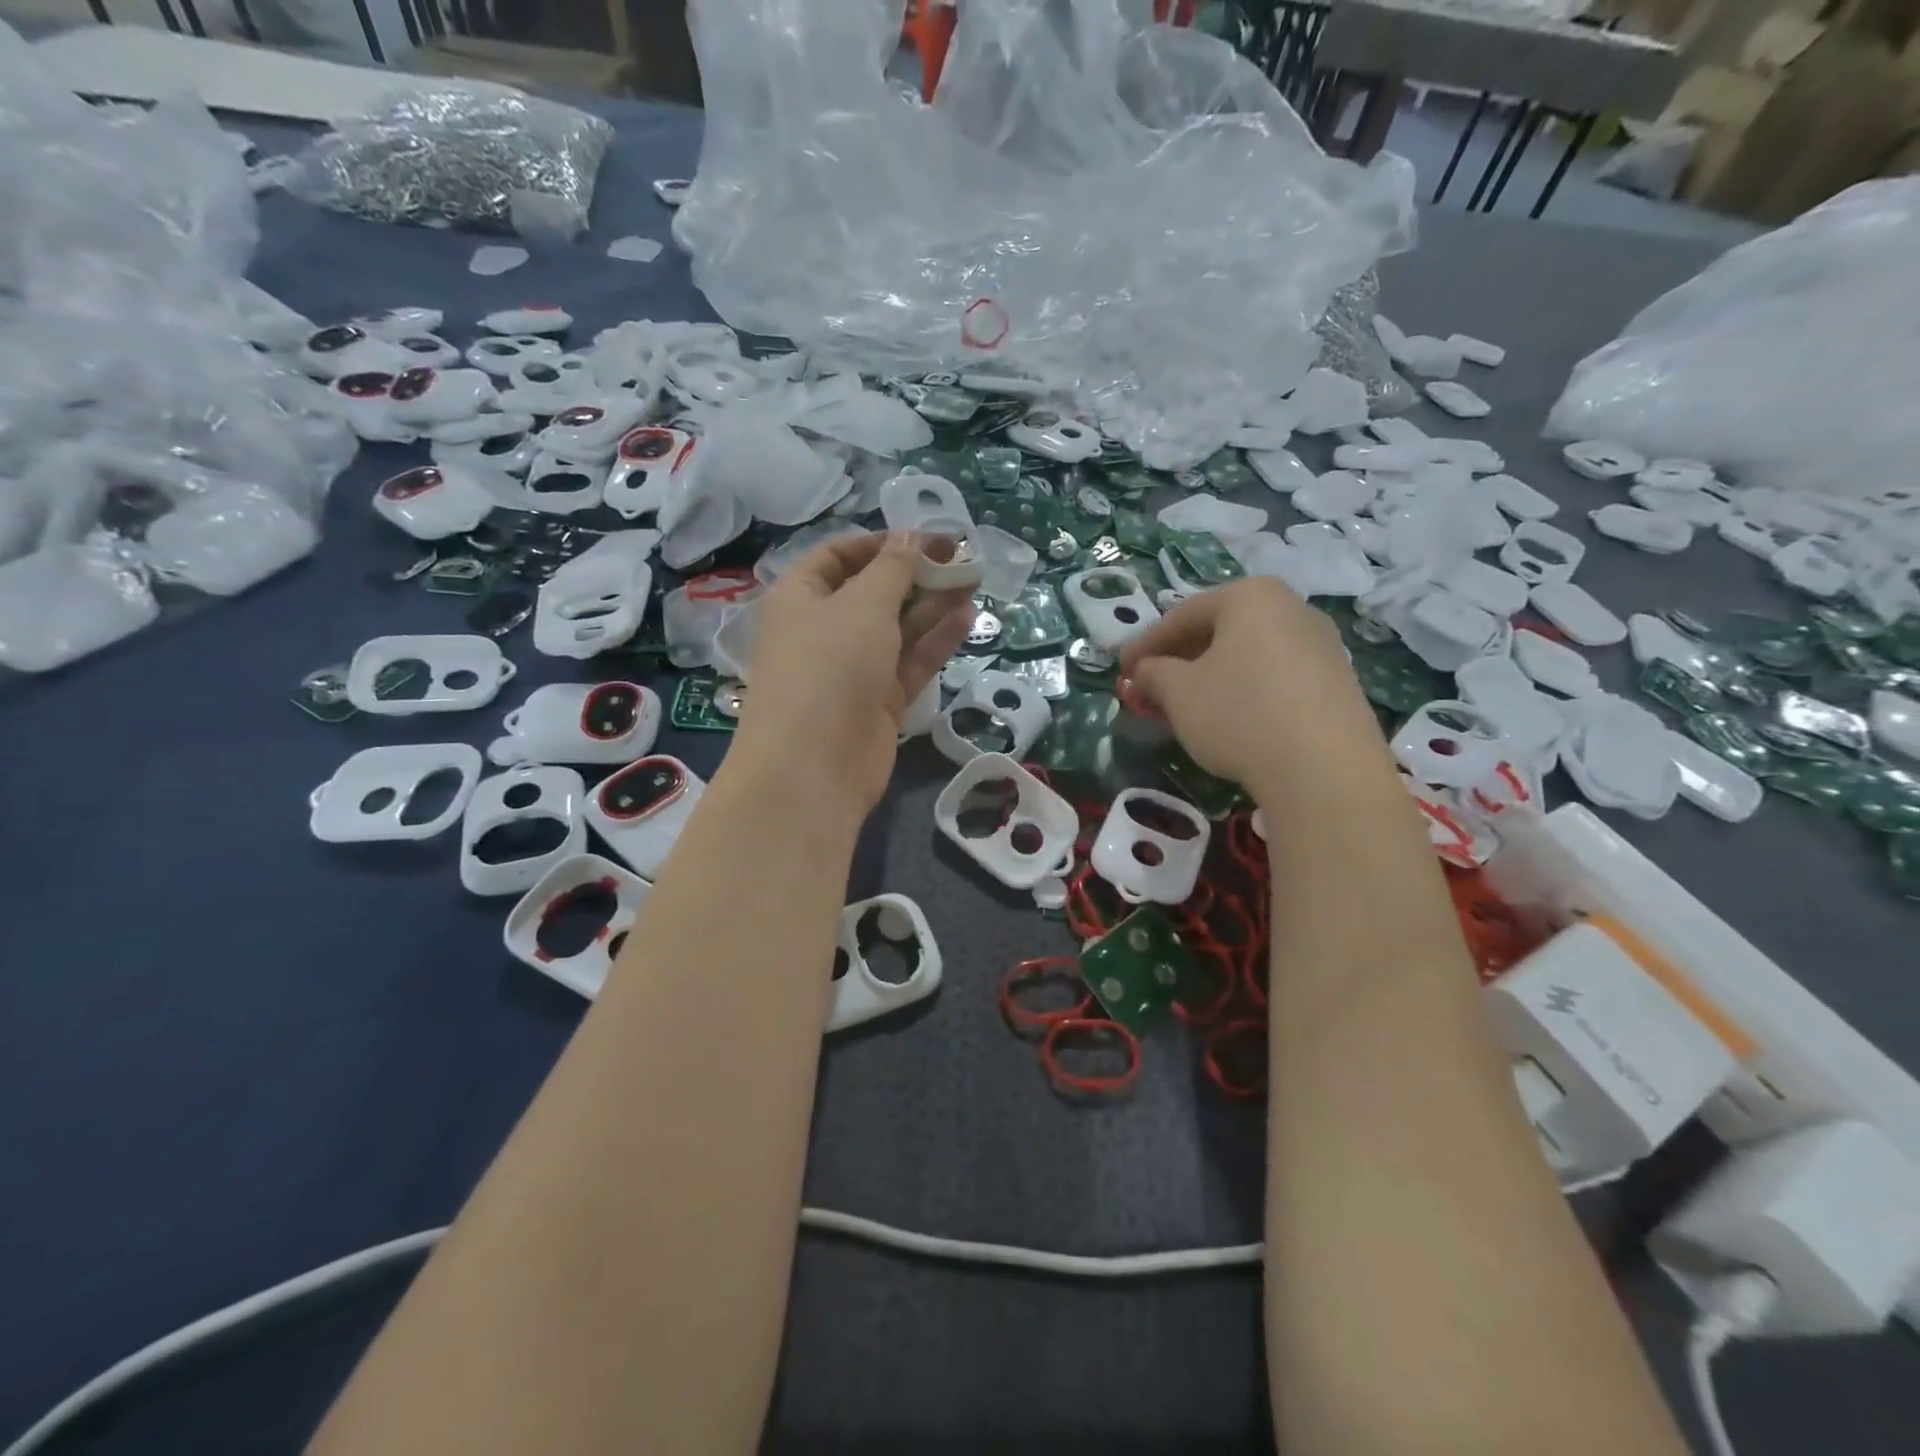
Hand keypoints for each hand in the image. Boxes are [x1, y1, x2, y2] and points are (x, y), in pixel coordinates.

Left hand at [732, 529, 972, 812]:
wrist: (814, 764)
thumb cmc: (829, 665)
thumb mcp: (863, 603)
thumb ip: (893, 567)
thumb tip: (910, 535)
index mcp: (800, 596)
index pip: (840, 555)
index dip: (884, 542)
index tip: (930, 538)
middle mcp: (823, 629)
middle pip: (874, 591)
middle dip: (917, 574)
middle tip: (964, 560)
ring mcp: (852, 668)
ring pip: (897, 628)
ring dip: (933, 605)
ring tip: (975, 581)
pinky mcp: (878, 701)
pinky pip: (909, 662)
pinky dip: (935, 641)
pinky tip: (966, 617)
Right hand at [1119, 578, 1381, 802]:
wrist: (1326, 771)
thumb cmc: (1239, 715)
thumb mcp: (1178, 693)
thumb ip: (1152, 674)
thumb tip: (1144, 672)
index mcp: (1250, 596)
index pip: (1182, 615)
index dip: (1144, 645)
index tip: (1121, 670)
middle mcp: (1291, 607)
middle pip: (1218, 631)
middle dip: (1178, 660)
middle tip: (1149, 689)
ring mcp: (1322, 644)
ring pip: (1247, 655)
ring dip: (1210, 677)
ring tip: (1185, 708)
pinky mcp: (1338, 682)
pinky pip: (1276, 676)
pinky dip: (1244, 691)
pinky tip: (1229, 720)